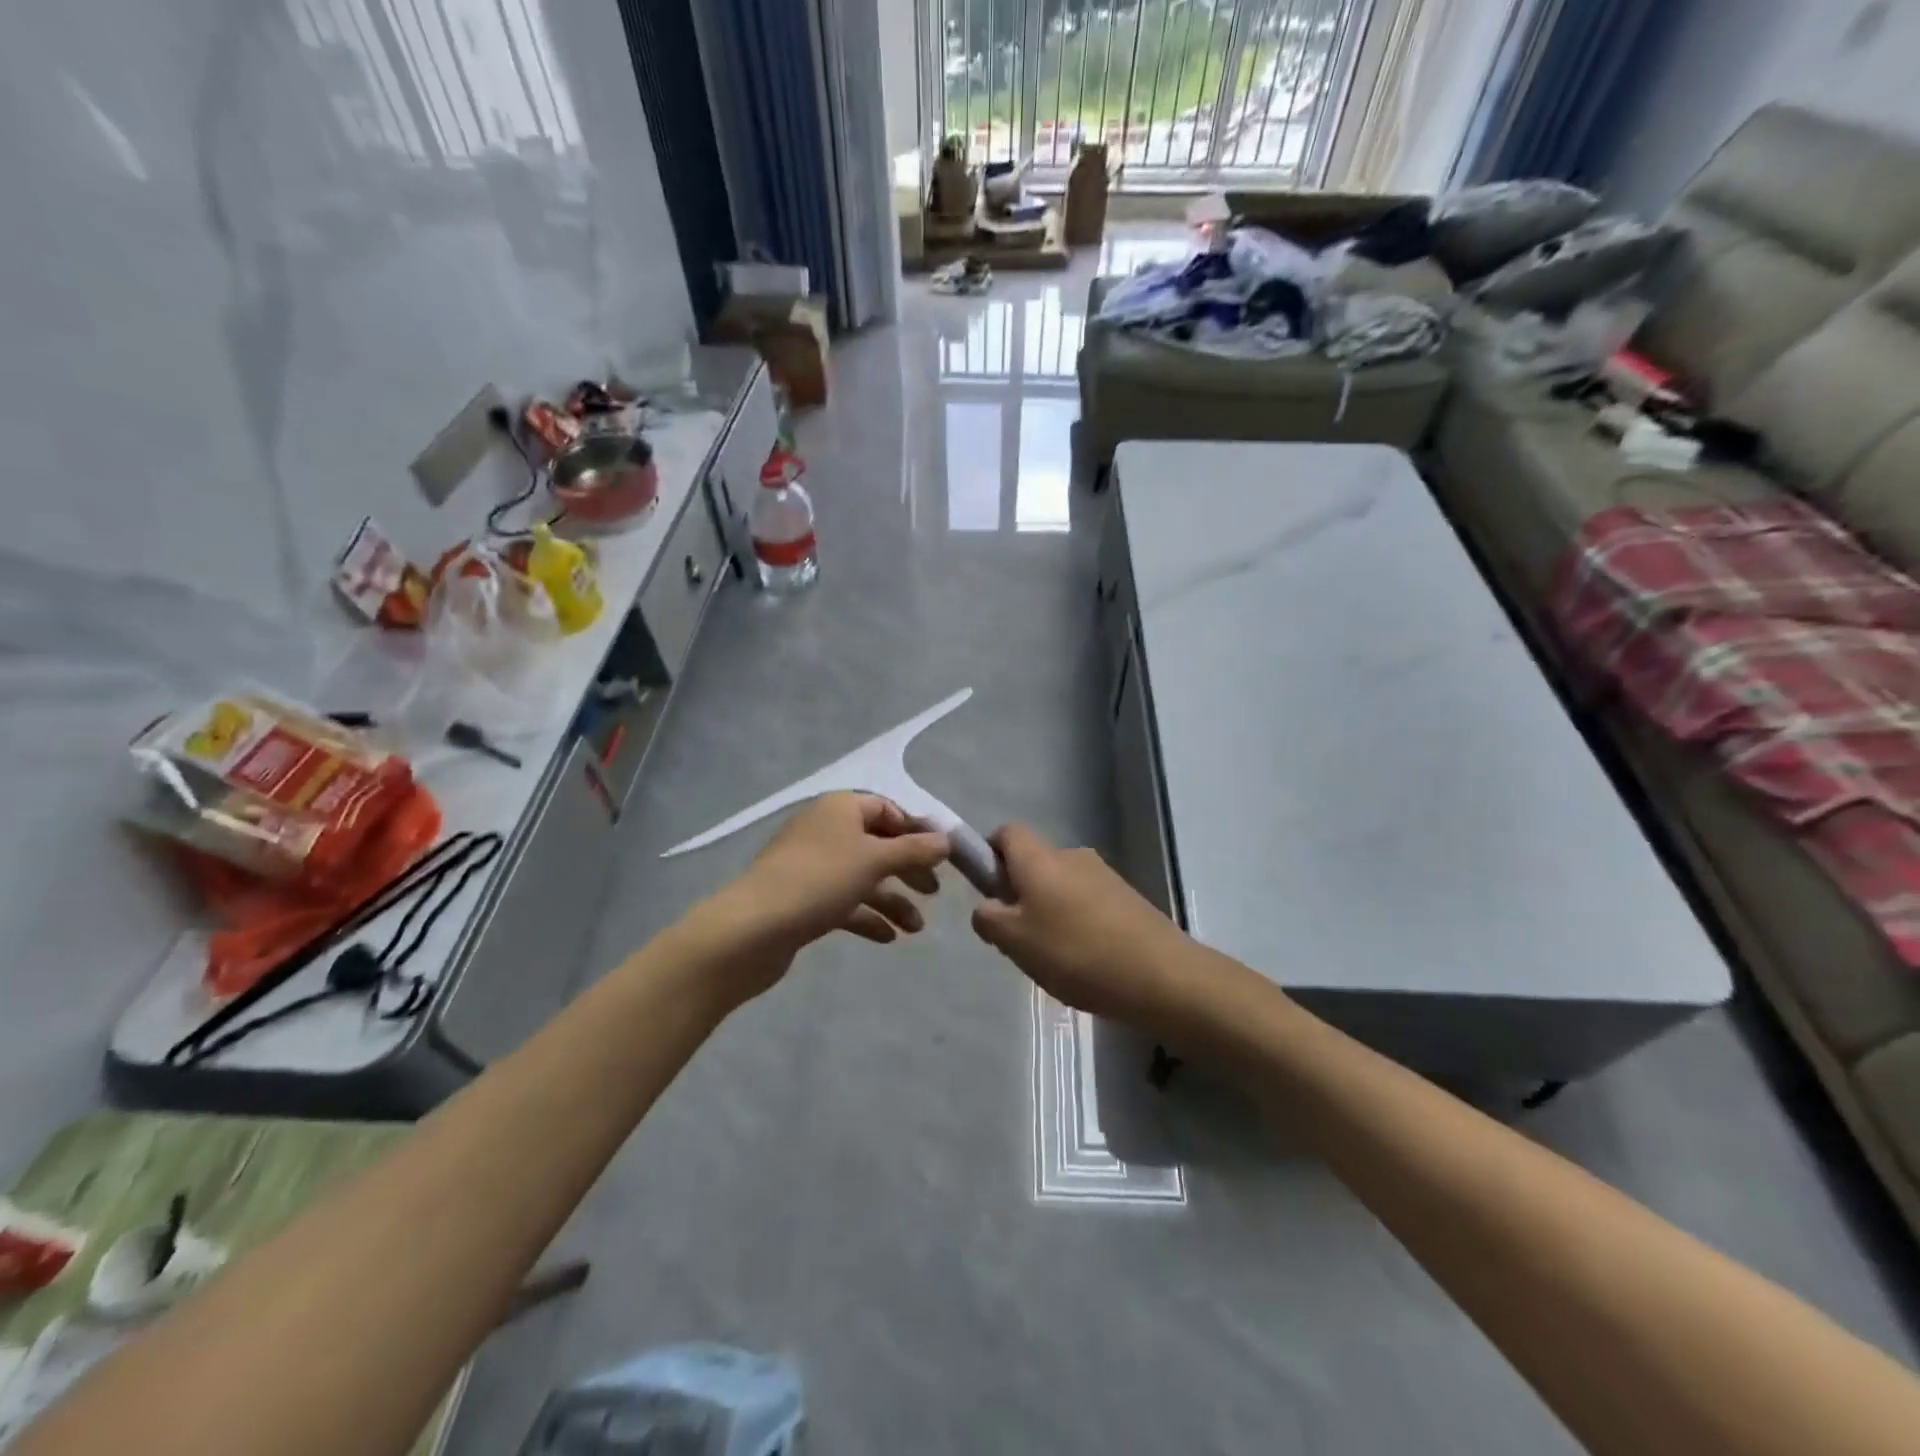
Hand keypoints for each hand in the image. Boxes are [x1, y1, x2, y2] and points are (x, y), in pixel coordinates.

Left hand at [688, 793, 949, 1006]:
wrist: (751, 929)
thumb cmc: (819, 881)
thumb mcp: (875, 860)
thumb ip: (914, 850)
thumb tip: (946, 840)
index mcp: (840, 808)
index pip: (887, 809)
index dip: (916, 831)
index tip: (942, 857)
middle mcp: (825, 830)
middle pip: (877, 844)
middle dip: (908, 869)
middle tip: (934, 892)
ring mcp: (811, 866)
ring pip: (862, 877)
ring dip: (892, 899)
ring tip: (916, 928)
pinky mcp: (802, 899)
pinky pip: (843, 901)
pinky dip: (866, 916)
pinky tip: (888, 937)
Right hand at [970, 824, 1189, 1027]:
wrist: (1160, 974)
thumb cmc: (1075, 952)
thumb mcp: (1014, 941)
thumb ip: (988, 918)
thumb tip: (987, 906)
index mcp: (1040, 858)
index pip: (1006, 832)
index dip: (990, 854)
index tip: (989, 891)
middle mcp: (1072, 855)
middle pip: (1034, 863)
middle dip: (1020, 893)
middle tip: (1018, 938)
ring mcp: (1104, 875)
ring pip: (1061, 885)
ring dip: (1049, 911)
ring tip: (1054, 958)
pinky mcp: (1128, 897)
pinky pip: (1087, 902)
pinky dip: (1078, 923)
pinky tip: (1085, 961)